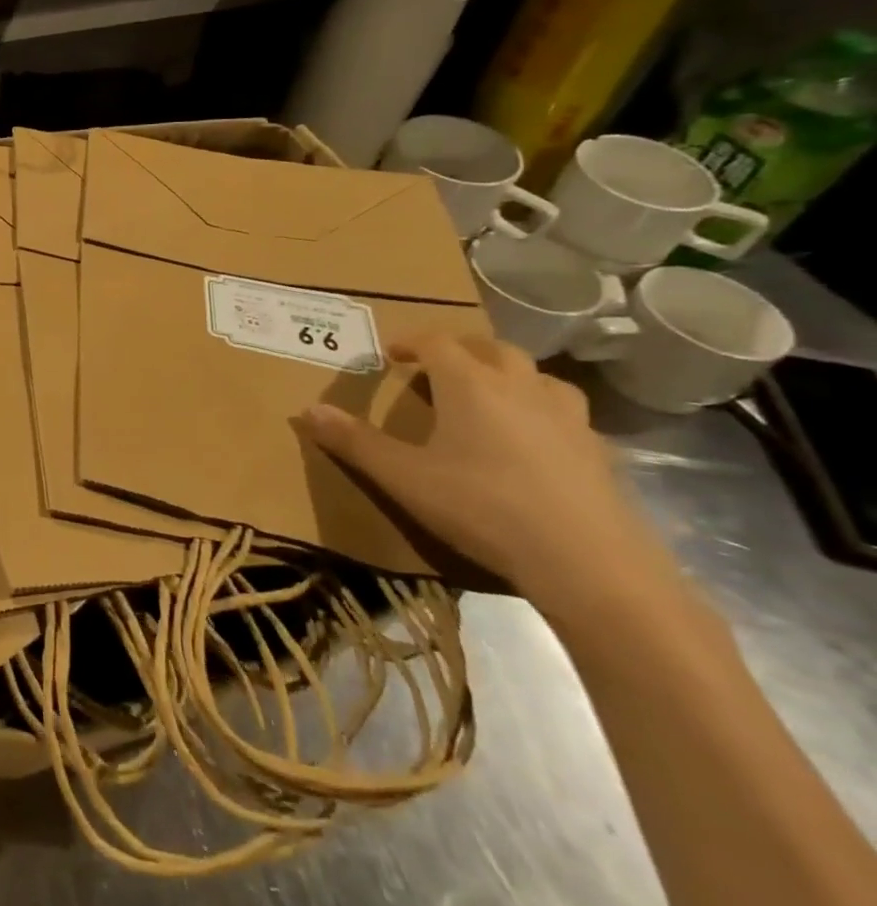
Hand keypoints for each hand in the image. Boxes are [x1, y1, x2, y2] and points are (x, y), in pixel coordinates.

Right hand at [300, 333, 672, 608]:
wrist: (588, 564)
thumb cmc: (482, 507)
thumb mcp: (404, 477)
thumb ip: (355, 441)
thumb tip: (307, 409)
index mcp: (471, 384)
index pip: (438, 341)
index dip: (411, 341)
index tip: (392, 354)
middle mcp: (521, 387)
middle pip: (491, 348)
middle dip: (461, 350)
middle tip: (437, 369)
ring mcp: (567, 418)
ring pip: (537, 376)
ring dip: (509, 375)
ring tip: (489, 396)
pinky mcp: (599, 452)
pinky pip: (566, 414)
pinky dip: (542, 412)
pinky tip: (533, 442)